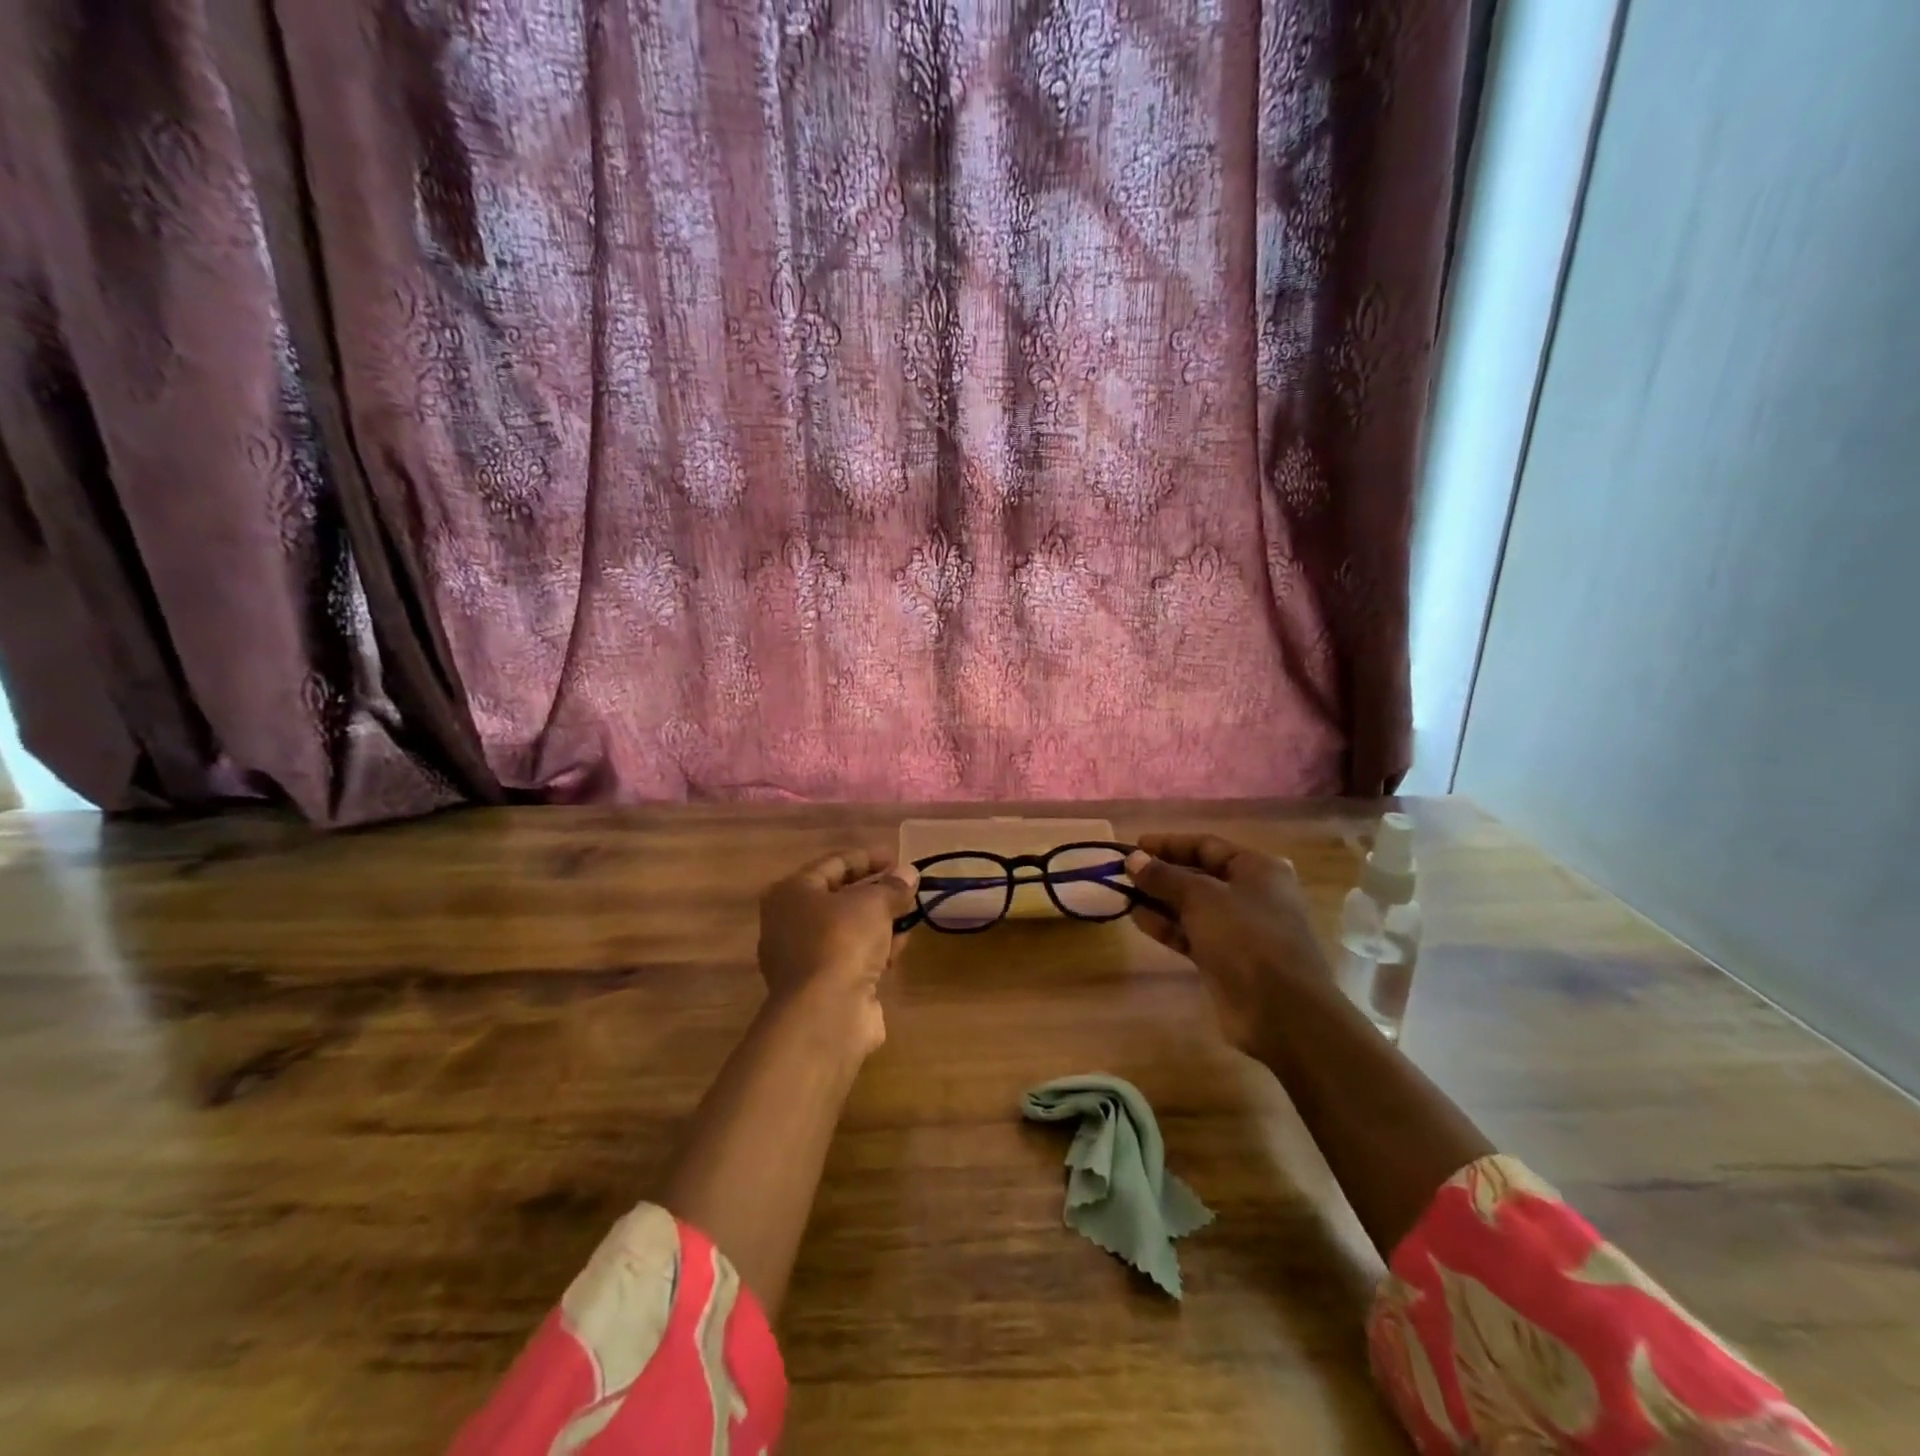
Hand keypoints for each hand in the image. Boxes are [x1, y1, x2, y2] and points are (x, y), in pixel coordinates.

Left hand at [757, 850, 918, 1057]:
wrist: (826, 1013)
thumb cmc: (841, 940)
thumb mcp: (873, 903)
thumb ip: (893, 886)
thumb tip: (909, 874)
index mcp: (791, 892)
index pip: (833, 864)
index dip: (868, 858)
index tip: (898, 857)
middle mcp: (789, 923)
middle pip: (839, 898)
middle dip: (875, 892)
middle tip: (906, 887)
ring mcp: (802, 959)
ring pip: (847, 930)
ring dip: (879, 922)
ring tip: (910, 915)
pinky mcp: (820, 988)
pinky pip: (852, 957)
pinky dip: (875, 950)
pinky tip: (900, 947)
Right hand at [1125, 833, 1331, 1053]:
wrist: (1281, 1010)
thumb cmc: (1246, 937)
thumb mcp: (1201, 897)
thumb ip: (1164, 876)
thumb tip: (1133, 859)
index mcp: (1257, 869)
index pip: (1206, 846)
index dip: (1169, 844)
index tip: (1134, 847)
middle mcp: (1251, 894)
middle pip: (1199, 876)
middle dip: (1161, 874)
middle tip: (1124, 874)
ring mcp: (1240, 929)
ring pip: (1193, 907)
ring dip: (1160, 901)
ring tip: (1124, 896)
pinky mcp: (1226, 959)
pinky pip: (1192, 934)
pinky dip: (1167, 926)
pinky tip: (1139, 920)